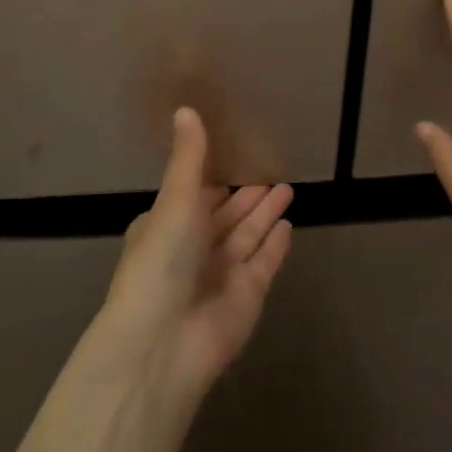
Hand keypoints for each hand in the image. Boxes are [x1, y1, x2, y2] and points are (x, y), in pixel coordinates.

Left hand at [100, 108, 293, 403]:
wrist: (163, 342)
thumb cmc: (162, 261)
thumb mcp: (175, 200)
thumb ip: (189, 157)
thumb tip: (185, 108)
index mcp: (168, 225)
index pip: (196, 195)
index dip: (214, 177)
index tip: (236, 155)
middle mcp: (194, 248)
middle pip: (226, 215)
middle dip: (247, 195)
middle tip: (272, 171)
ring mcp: (221, 274)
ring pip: (248, 235)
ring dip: (265, 213)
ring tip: (287, 187)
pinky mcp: (247, 296)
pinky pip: (265, 262)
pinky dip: (275, 245)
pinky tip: (289, 225)